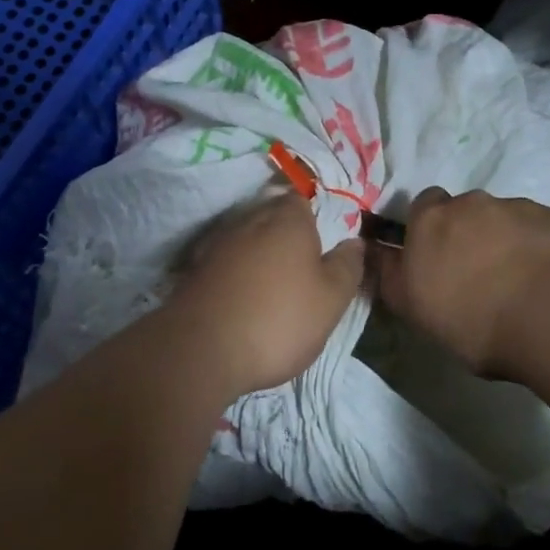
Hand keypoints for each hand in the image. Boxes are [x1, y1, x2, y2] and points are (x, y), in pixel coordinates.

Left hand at [167, 191, 366, 397]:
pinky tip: (243, 298)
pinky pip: (225, 263)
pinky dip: (236, 274)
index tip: (322, 239)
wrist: (201, 351)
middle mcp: (250, 221)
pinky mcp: (195, 271)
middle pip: (272, 216)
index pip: (302, 198)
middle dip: (286, 234)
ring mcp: (217, 245)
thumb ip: (347, 266)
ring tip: (273, 285)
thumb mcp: (332, 299)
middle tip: (303, 265)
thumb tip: (354, 242)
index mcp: (287, 220)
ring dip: (259, 255)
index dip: (313, 215)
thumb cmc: (279, 319)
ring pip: (246, 239)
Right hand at [374, 187, 549, 377]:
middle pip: (465, 211)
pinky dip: (538, 248)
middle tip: (477, 274)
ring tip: (517, 282)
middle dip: (468, 233)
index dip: (428, 229)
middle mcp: (473, 203)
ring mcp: (519, 207)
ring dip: (505, 241)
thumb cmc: (472, 318)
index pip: (422, 205)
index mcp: (431, 220)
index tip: (435, 258)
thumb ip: (392, 275)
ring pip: (504, 219)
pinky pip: (539, 230)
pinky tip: (546, 281)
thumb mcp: (412, 308)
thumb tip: (379, 253)